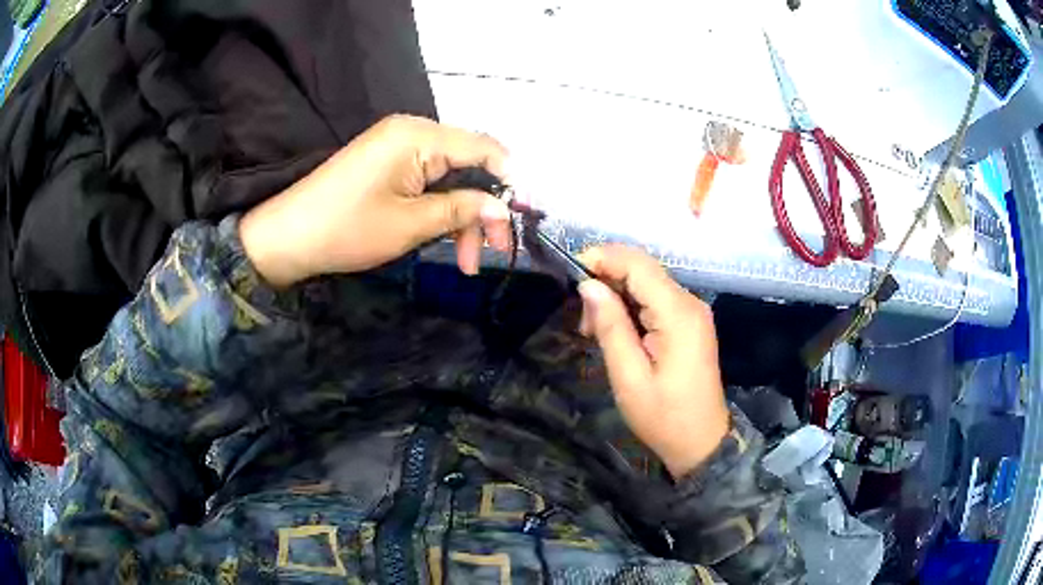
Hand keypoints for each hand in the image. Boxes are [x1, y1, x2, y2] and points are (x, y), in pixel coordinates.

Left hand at [240, 115, 512, 286]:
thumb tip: (503, 208)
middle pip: (468, 165)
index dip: (510, 180)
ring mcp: (397, 147)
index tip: (524, 216)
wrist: (287, 237)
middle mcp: (411, 131)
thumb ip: (461, 210)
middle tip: (492, 253)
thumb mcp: (410, 224)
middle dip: (483, 209)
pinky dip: (439, 210)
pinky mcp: (387, 164)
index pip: (484, 147)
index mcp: (418, 136)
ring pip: (449, 178)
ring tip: (465, 262)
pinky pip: (427, 181)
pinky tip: (443, 239)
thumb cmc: (346, 229)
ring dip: (461, 217)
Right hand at [577, 245, 728, 478]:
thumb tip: (588, 285)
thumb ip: (610, 326)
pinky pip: (655, 299)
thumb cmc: (663, 416)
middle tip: (582, 319)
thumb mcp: (629, 377)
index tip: (570, 273)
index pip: (638, 264)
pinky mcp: (689, 322)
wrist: (700, 441)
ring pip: (646, 282)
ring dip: (616, 295)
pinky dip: (630, 306)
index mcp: (678, 314)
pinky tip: (615, 330)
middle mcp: (689, 303)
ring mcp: (692, 311)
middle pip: (643, 269)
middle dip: (607, 279)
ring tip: (594, 330)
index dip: (603, 258)